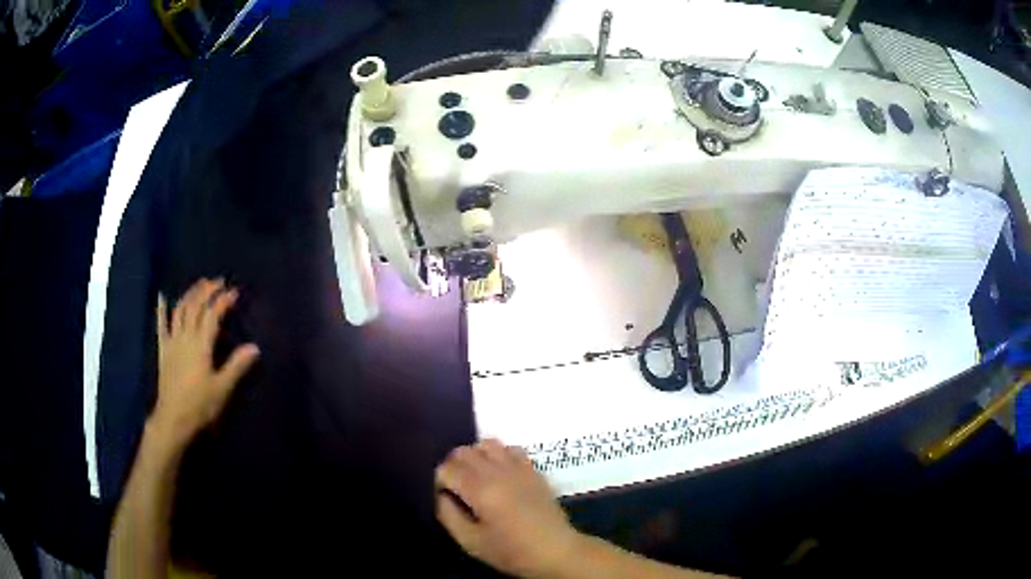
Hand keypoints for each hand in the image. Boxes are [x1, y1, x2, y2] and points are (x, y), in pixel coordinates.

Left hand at [151, 278, 259, 446]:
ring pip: (180, 310)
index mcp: (201, 345)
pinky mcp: (163, 349)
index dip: (223, 301)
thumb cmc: (200, 405)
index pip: (213, 315)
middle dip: (207, 291)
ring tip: (199, 284)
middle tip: (218, 281)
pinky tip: (162, 296)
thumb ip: (236, 366)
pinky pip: (161, 325)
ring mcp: (172, 341)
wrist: (173, 418)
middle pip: (195, 306)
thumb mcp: (222, 388)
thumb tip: (254, 347)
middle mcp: (185, 337)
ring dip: (190, 294)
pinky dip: (161, 309)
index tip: (234, 291)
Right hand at [435, 440, 580, 577]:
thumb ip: (448, 515)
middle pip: (463, 451)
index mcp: (480, 490)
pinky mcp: (533, 469)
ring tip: (477, 478)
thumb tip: (441, 495)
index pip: (446, 468)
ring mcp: (518, 467)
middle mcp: (497, 471)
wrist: (556, 550)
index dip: (440, 481)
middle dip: (453, 466)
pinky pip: (510, 449)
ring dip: (475, 456)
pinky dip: (499, 455)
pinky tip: (500, 474)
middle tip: (456, 488)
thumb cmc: (511, 551)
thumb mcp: (471, 542)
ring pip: (486, 444)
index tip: (445, 497)